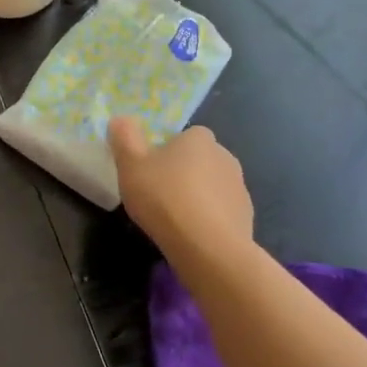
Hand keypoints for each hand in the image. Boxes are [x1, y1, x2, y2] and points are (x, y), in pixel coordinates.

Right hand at [108, 117, 255, 258]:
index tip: (150, 171)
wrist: (207, 246)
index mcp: (199, 139)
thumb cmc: (164, 198)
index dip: (166, 152)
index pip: (184, 137)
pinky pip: (221, 211)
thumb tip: (121, 119)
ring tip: (174, 219)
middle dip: (182, 174)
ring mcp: (239, 187)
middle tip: (157, 195)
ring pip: (211, 186)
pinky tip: (192, 235)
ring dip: (196, 196)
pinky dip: (208, 218)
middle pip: (198, 161)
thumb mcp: (130, 165)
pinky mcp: (246, 215)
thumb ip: (124, 138)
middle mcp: (225, 156)